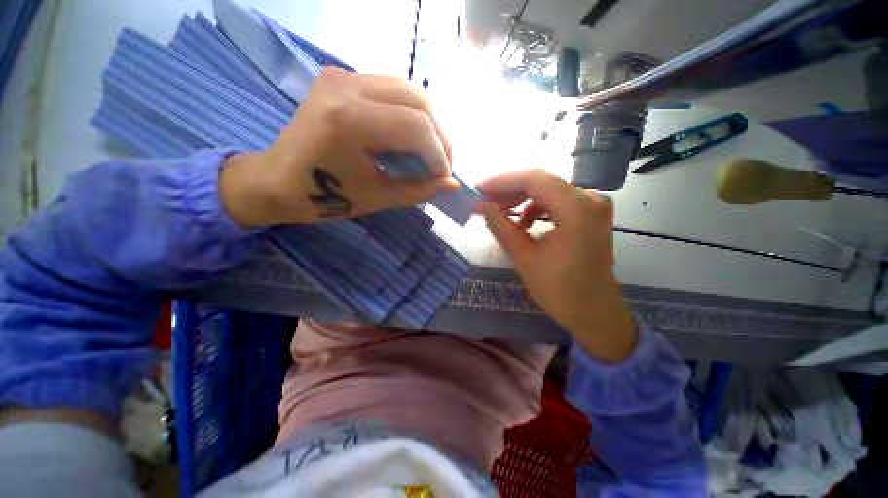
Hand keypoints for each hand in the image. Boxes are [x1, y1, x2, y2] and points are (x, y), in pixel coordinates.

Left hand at [220, 67, 458, 225]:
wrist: (278, 180)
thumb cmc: (325, 197)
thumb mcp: (378, 198)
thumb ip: (419, 189)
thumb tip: (453, 184)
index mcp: (349, 120)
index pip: (416, 126)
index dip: (439, 153)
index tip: (444, 176)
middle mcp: (346, 85)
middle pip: (418, 99)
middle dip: (440, 136)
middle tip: (442, 164)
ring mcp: (342, 75)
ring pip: (408, 90)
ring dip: (428, 123)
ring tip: (431, 151)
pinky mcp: (341, 77)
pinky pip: (391, 90)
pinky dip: (410, 114)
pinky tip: (410, 137)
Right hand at [478, 170, 635, 361]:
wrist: (595, 313)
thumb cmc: (560, 291)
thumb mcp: (524, 259)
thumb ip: (502, 227)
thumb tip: (483, 206)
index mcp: (577, 209)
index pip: (534, 180)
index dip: (502, 182)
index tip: (479, 188)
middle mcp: (590, 199)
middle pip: (542, 182)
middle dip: (509, 191)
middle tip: (484, 201)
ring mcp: (593, 206)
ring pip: (548, 191)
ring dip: (521, 199)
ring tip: (499, 213)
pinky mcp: (590, 215)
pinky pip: (557, 202)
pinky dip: (536, 208)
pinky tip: (523, 223)